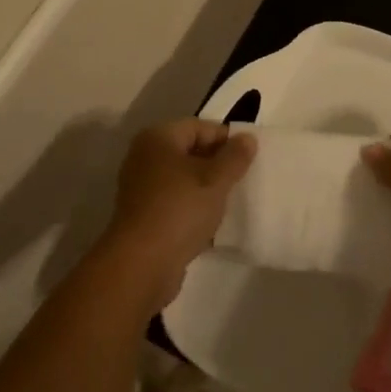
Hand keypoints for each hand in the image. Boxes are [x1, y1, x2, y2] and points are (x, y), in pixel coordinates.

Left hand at [103, 119, 256, 308]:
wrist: (141, 264)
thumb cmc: (180, 210)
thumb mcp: (215, 180)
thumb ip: (234, 157)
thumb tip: (247, 138)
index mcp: (158, 138)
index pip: (199, 127)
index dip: (226, 139)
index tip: (249, 158)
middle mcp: (145, 157)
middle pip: (189, 151)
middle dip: (217, 164)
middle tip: (243, 179)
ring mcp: (141, 188)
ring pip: (183, 179)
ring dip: (206, 188)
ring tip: (231, 201)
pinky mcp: (143, 216)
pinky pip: (175, 202)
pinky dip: (193, 208)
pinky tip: (212, 223)